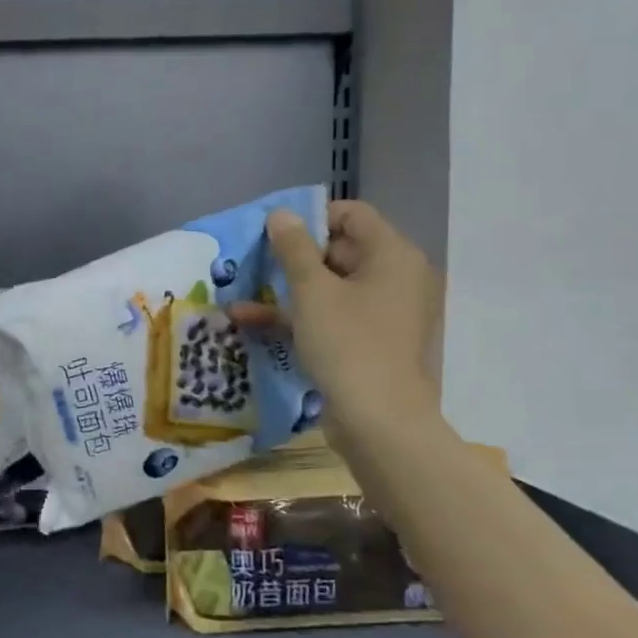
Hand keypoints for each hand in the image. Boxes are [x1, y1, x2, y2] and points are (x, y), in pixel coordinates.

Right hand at [229, 200, 441, 434]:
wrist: (379, 424)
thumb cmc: (348, 344)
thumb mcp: (311, 291)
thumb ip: (293, 248)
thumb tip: (281, 214)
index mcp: (393, 256)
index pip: (353, 215)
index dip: (311, 218)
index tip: (273, 233)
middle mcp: (395, 278)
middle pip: (341, 250)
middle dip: (293, 256)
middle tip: (253, 261)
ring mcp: (383, 314)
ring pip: (331, 287)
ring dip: (287, 288)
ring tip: (242, 289)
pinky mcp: (369, 343)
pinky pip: (332, 317)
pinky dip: (298, 316)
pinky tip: (250, 321)